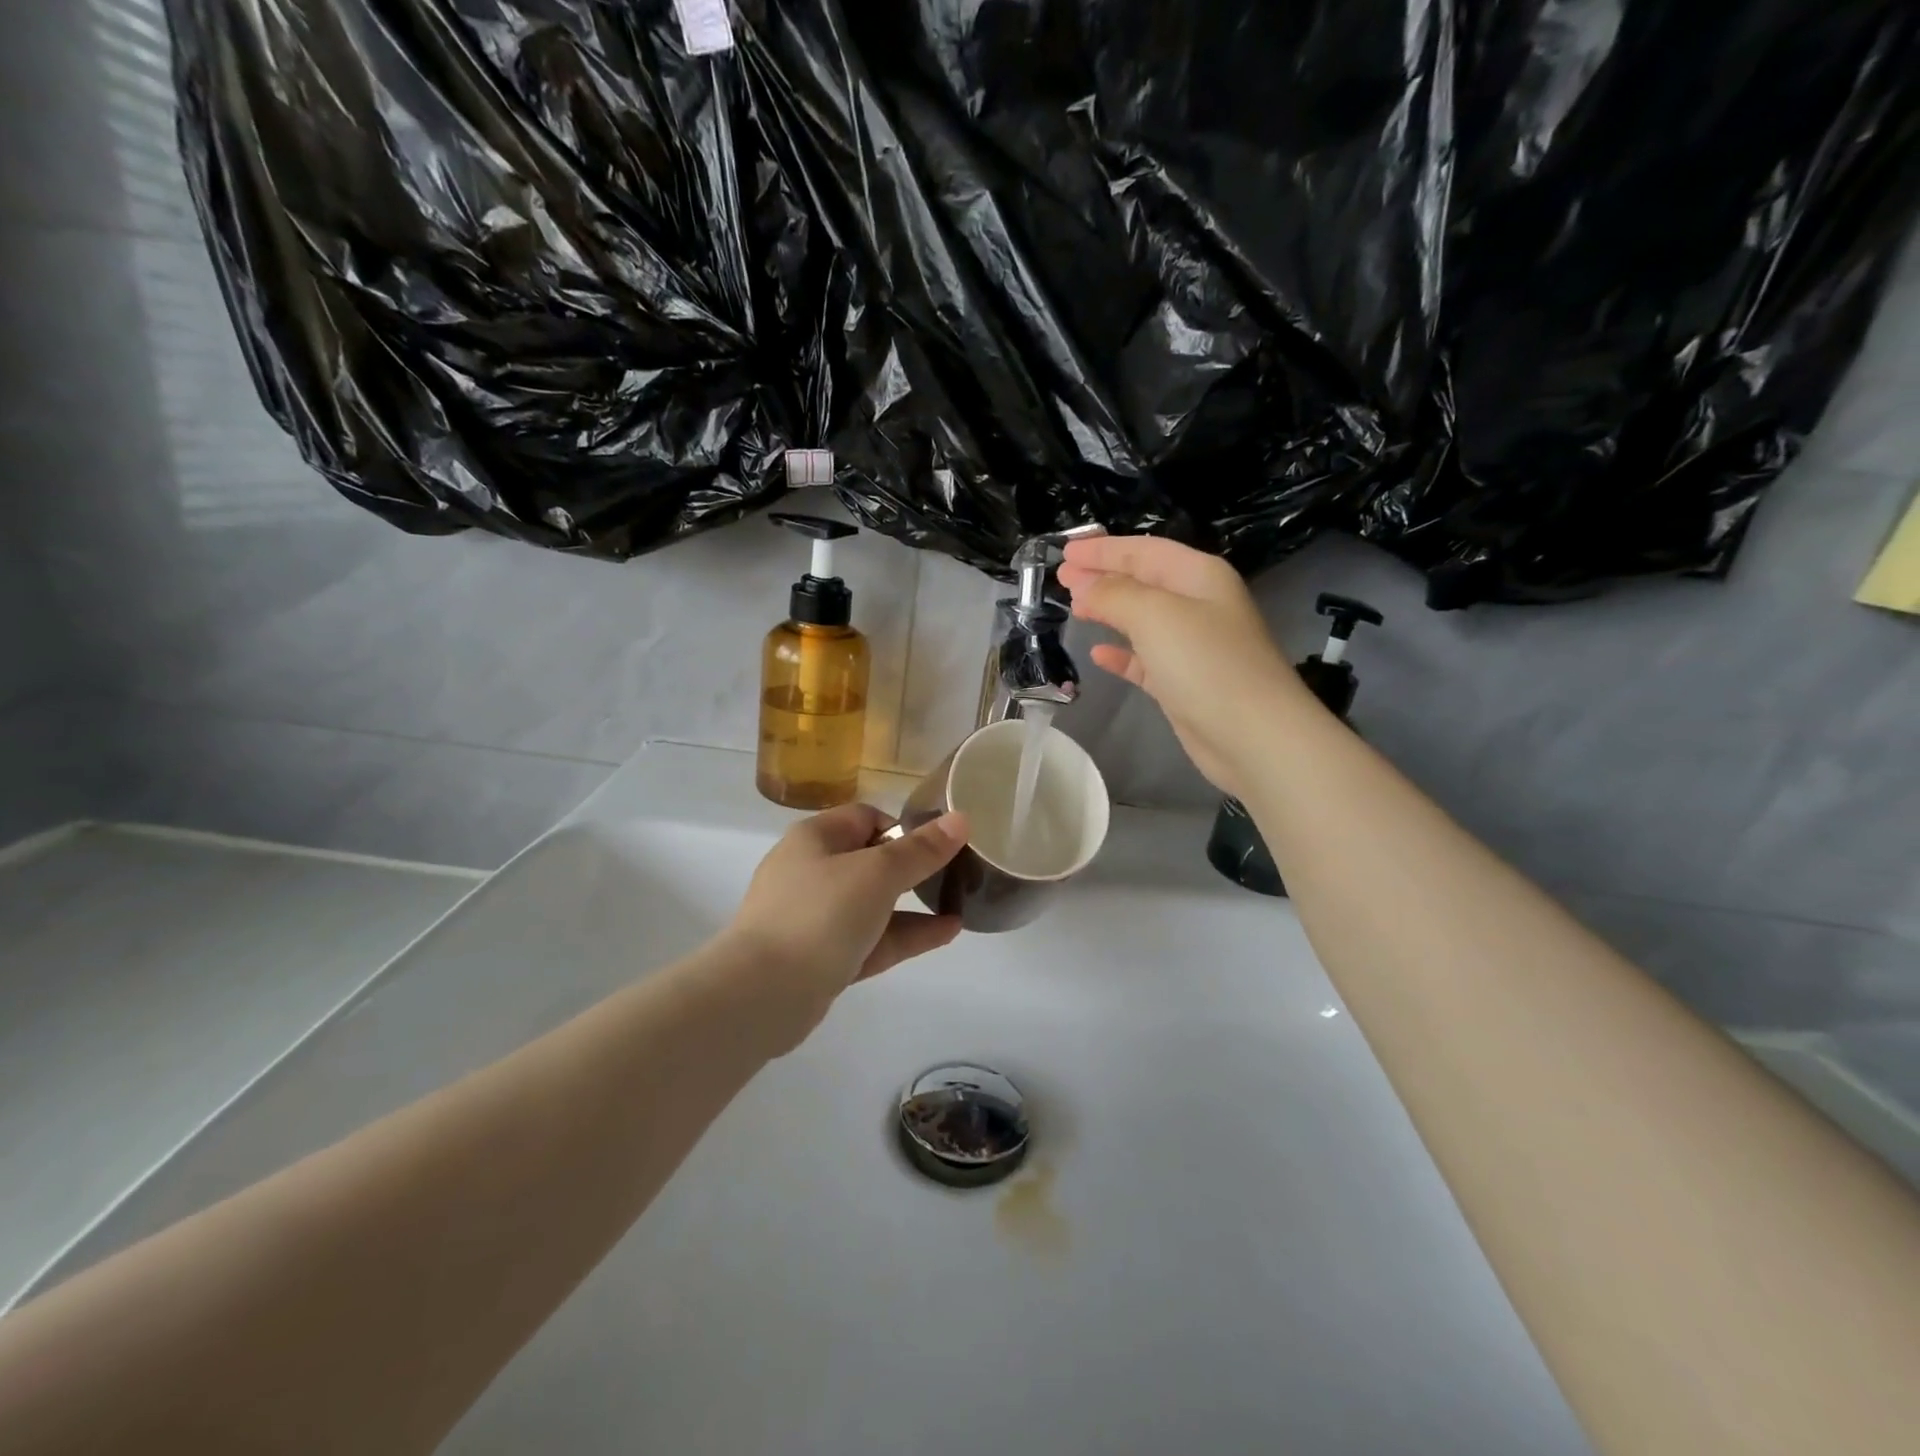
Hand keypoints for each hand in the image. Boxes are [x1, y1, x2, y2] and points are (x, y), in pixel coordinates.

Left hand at [721, 804, 968, 1048]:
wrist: (762, 994)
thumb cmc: (820, 915)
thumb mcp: (878, 874)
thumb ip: (921, 850)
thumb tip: (961, 818)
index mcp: (816, 838)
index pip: (865, 817)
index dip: (903, 827)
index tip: (937, 846)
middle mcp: (811, 871)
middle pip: (870, 860)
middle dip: (913, 867)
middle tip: (956, 874)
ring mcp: (814, 917)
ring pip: (873, 904)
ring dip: (914, 904)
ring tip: (960, 904)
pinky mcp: (821, 958)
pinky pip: (871, 938)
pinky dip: (905, 934)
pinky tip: (946, 933)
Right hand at [1058, 535, 1303, 795]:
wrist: (1252, 736)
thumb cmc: (1206, 664)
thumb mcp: (1155, 615)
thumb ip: (1114, 594)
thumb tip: (1084, 585)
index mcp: (1198, 576)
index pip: (1143, 550)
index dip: (1103, 548)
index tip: (1064, 551)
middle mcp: (1197, 604)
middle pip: (1142, 581)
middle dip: (1102, 576)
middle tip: (1062, 578)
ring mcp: (1192, 646)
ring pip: (1141, 619)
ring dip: (1108, 611)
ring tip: (1074, 608)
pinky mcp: (1183, 682)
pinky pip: (1145, 659)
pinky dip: (1121, 653)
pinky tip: (1098, 655)